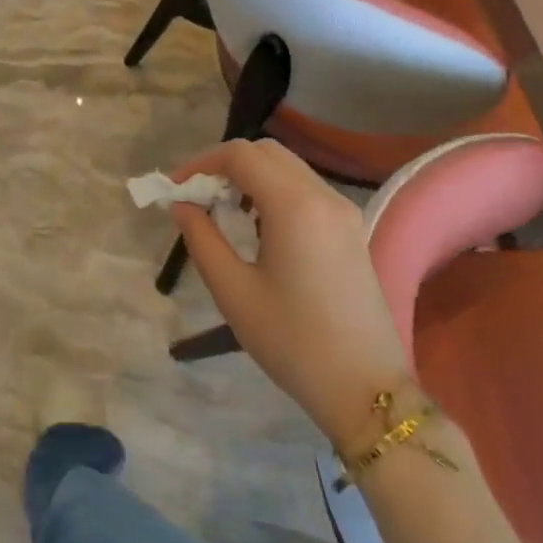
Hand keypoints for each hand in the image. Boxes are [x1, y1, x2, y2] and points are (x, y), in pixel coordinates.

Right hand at [171, 139, 410, 445]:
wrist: (366, 389)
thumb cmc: (292, 340)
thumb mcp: (233, 291)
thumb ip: (202, 238)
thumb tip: (183, 205)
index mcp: (295, 206)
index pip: (241, 155)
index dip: (201, 163)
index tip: (175, 189)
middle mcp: (324, 197)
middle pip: (267, 152)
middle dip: (225, 165)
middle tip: (197, 197)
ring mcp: (344, 213)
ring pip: (288, 169)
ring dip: (250, 177)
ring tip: (221, 212)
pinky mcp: (351, 231)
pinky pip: (305, 191)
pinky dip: (273, 192)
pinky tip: (256, 228)